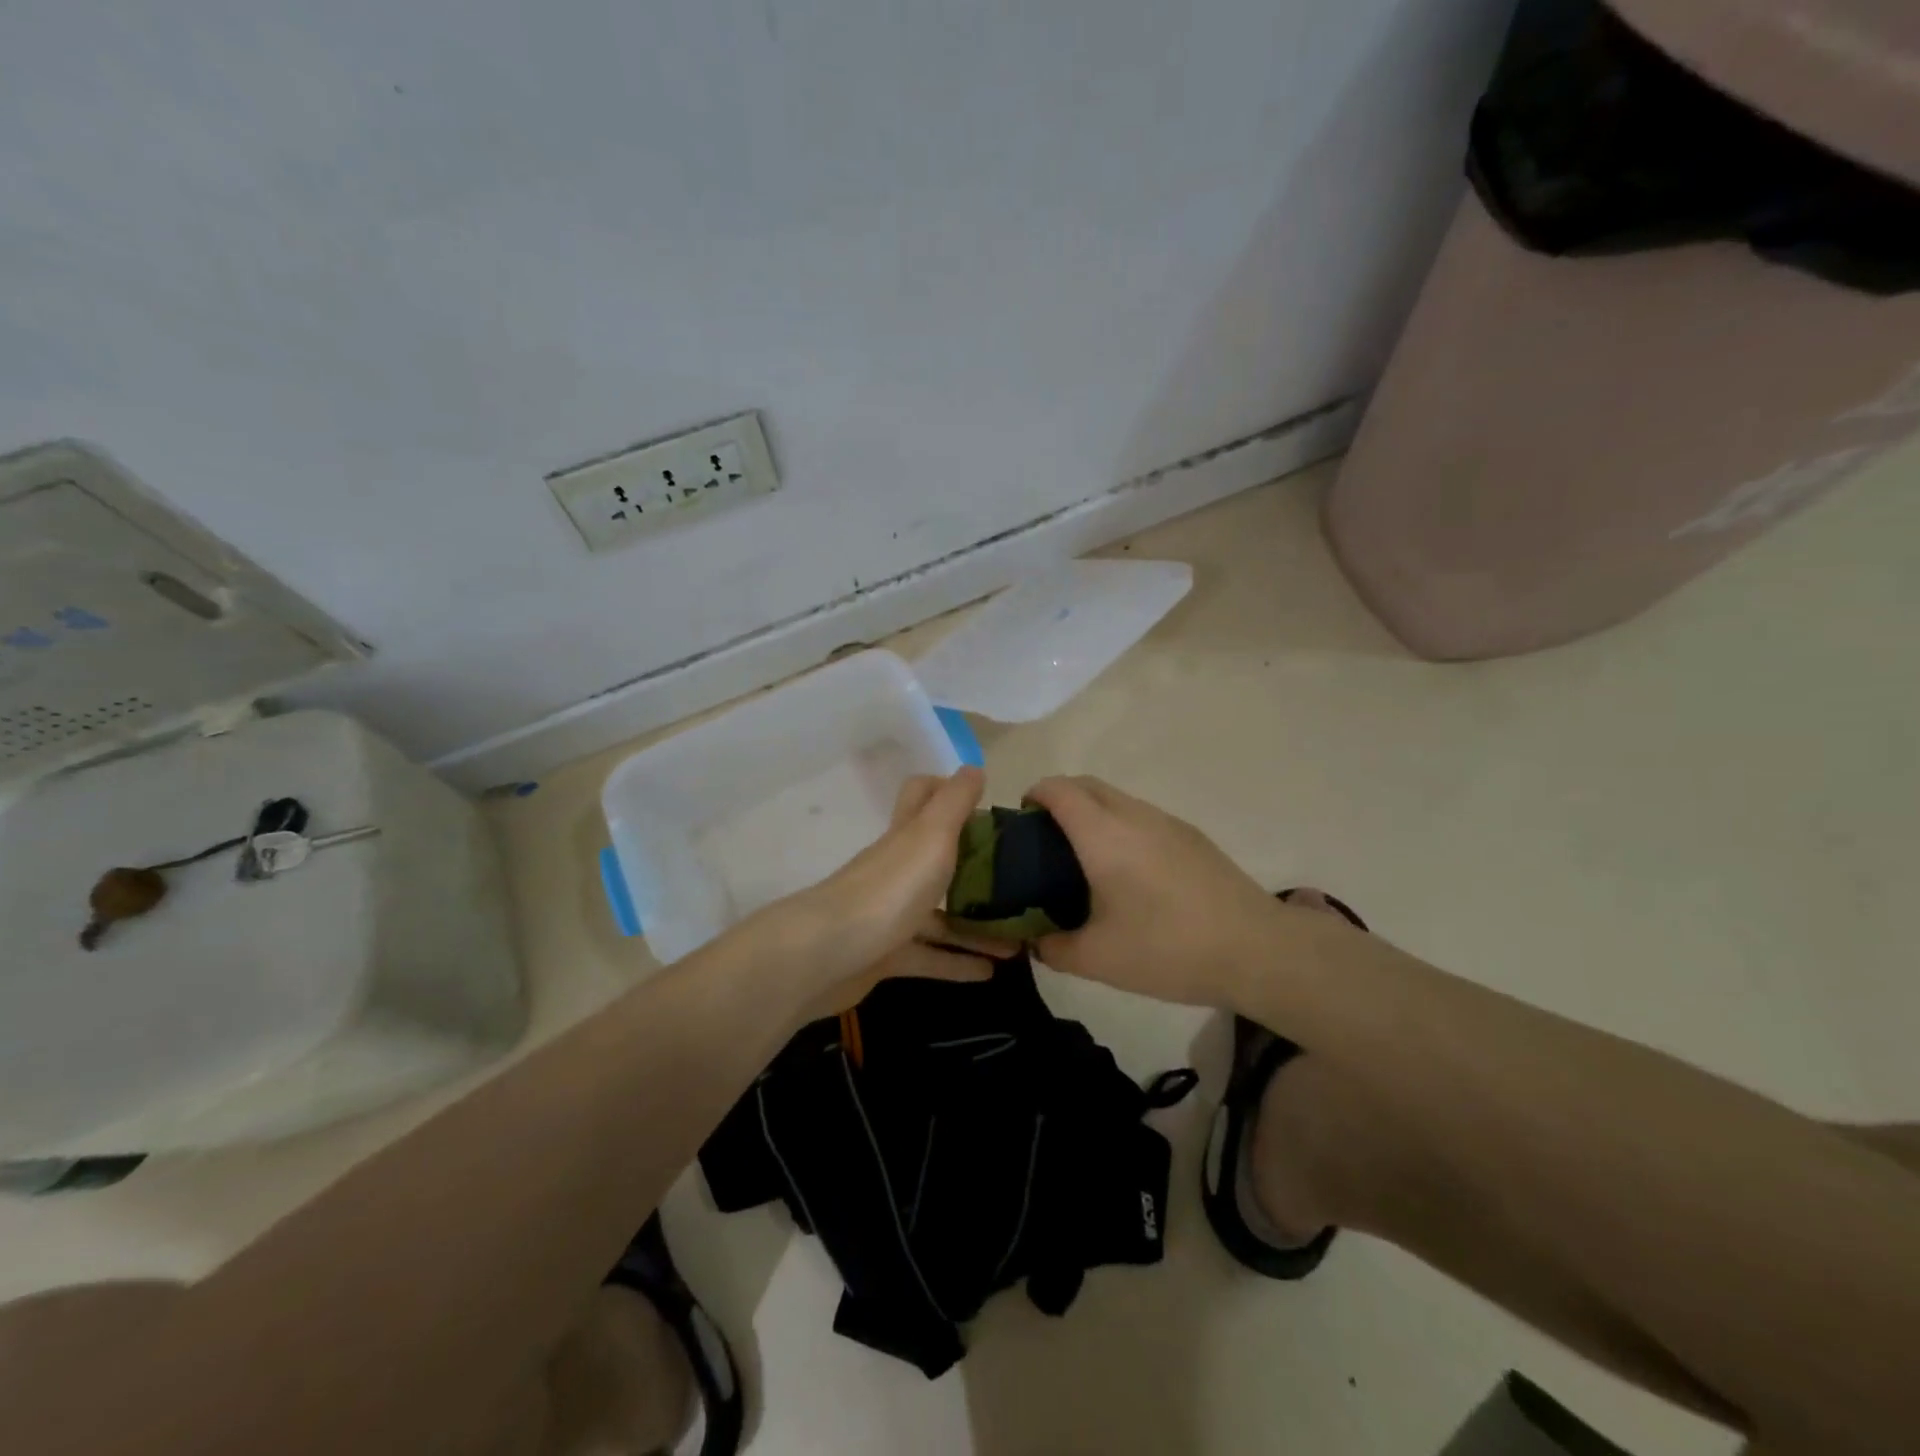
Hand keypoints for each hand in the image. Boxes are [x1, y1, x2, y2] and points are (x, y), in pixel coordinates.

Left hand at [741, 767, 1015, 1019]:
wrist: (827, 955)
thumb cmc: (889, 888)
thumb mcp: (931, 836)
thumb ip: (954, 802)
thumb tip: (974, 768)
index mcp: (907, 835)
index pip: (921, 795)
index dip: (948, 790)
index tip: (986, 805)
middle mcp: (897, 869)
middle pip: (937, 858)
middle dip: (974, 867)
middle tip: (1017, 880)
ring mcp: (889, 913)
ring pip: (939, 915)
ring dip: (976, 925)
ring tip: (1017, 940)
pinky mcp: (886, 955)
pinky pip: (929, 957)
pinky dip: (958, 963)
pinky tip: (990, 972)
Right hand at [1023, 776, 1285, 1006]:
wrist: (1257, 950)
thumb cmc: (1168, 948)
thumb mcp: (1098, 959)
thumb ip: (1053, 948)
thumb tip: (1036, 942)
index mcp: (1103, 834)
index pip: (1058, 789)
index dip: (1033, 795)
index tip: (1021, 823)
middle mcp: (1133, 815)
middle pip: (1086, 784)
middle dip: (1059, 799)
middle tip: (1046, 842)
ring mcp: (1168, 822)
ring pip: (1117, 799)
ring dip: (1092, 813)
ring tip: (1085, 860)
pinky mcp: (1192, 836)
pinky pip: (1142, 816)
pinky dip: (1121, 827)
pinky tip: (1130, 874)